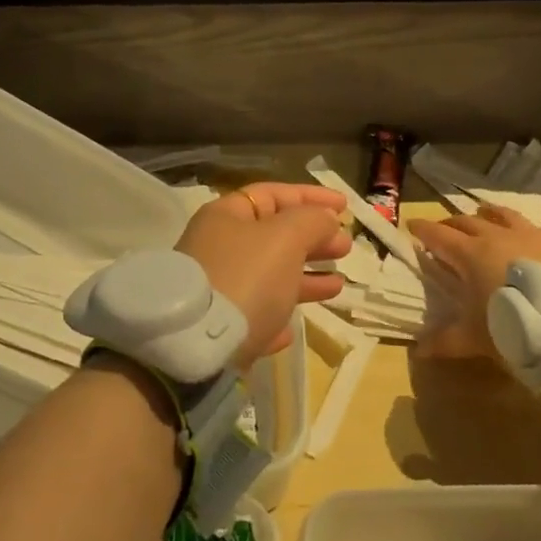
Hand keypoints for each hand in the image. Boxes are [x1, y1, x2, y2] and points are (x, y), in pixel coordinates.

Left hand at [175, 183, 349, 366]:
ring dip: (304, 279)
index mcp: (226, 217)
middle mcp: (217, 248)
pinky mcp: (216, 329)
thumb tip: (325, 218)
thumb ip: (311, 221)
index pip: (272, 194)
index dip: (310, 196)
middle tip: (345, 247)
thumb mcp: (285, 238)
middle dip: (312, 239)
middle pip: (273, 235)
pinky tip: (292, 328)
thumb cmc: (245, 277)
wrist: (195, 345)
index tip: (345, 207)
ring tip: (337, 285)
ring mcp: (215, 289)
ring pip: (268, 277)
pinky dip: (277, 316)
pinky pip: (254, 316)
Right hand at [408, 203, 540, 360]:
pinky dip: (535, 230)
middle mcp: (496, 236)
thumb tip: (418, 350)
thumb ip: (447, 342)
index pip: (438, 235)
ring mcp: (530, 233)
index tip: (411, 224)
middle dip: (451, 223)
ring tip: (484, 214)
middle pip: (467, 221)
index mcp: (469, 255)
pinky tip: (539, 235)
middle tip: (444, 227)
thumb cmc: (517, 322)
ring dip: (489, 214)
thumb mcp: (477, 338)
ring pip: (503, 215)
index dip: (423, 230)